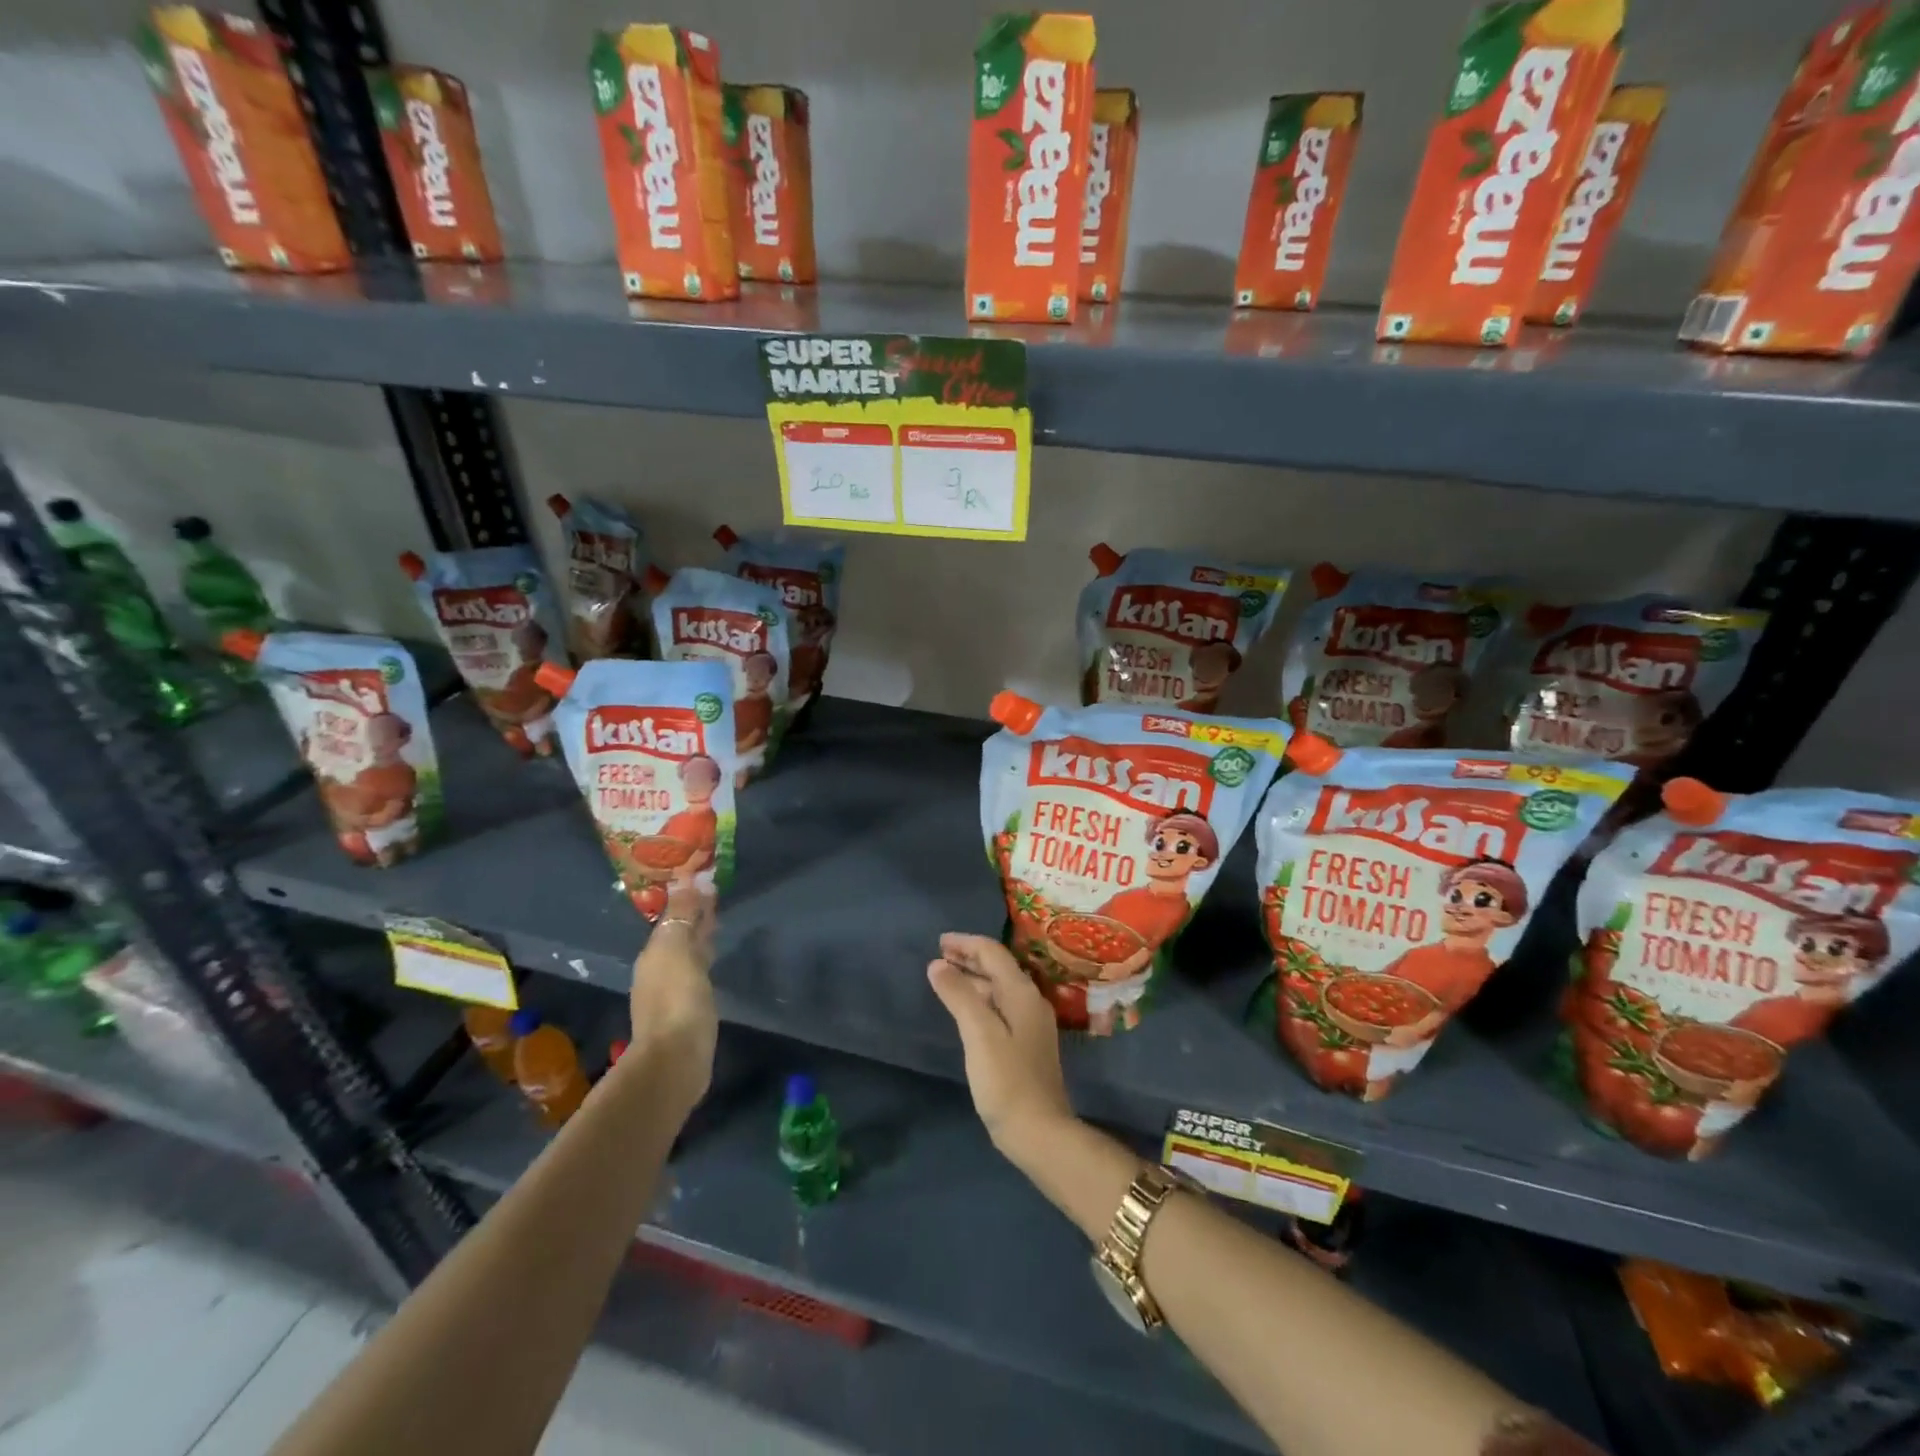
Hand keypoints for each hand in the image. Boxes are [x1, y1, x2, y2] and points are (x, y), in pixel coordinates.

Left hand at [627, 882, 718, 1111]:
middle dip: (692, 915)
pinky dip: (704, 957)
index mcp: (653, 953)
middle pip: (678, 934)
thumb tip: (686, 879)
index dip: (686, 898)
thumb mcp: (677, 950)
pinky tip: (713, 958)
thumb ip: (682, 915)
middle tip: (714, 894)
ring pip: (687, 953)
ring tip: (717, 922)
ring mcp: (672, 992)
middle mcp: (658, 970)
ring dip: (699, 936)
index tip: (705, 878)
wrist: (676, 1059)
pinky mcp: (688, 1010)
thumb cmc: (678, 999)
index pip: (671, 917)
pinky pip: (697, 972)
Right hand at [927, 934, 1073, 1161]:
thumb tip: (938, 964)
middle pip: (998, 968)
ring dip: (973, 978)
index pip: (993, 953)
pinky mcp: (1026, 1044)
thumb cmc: (1007, 1081)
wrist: (1040, 1132)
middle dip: (969, 957)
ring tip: (945, 977)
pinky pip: (1000, 1007)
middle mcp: (1030, 1002)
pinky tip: (965, 1009)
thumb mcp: (979, 1034)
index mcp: (1022, 994)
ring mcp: (1031, 1024)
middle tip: (939, 955)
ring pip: (999, 988)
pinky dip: (979, 998)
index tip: (939, 941)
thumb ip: (959, 995)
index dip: (966, 943)